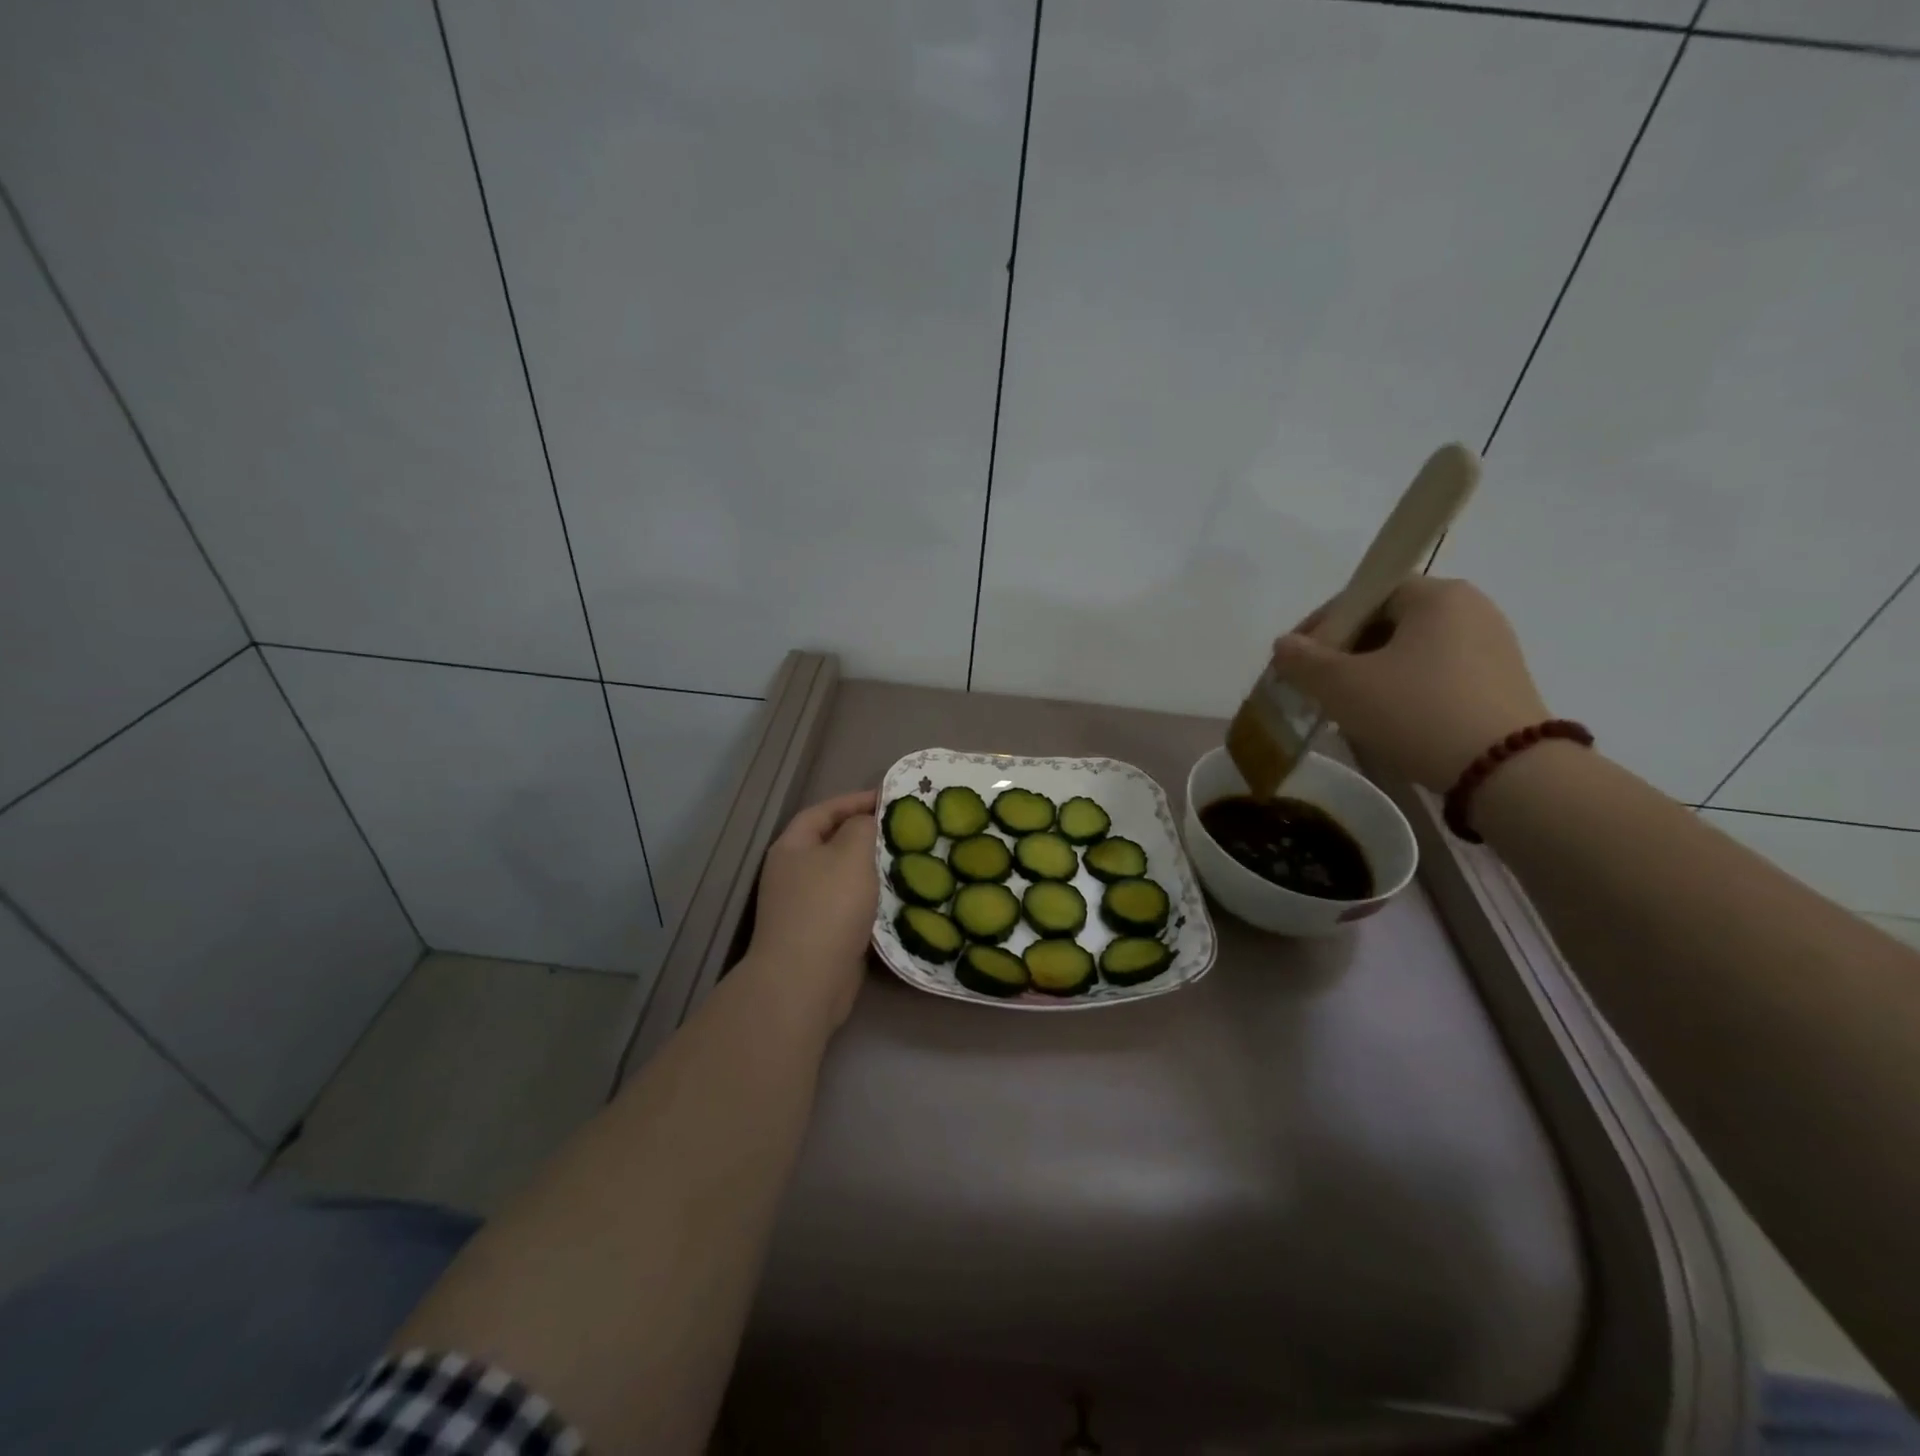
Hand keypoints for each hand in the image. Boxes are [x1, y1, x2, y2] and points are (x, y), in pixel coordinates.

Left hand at [746, 789, 878, 1029]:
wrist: (806, 981)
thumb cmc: (828, 907)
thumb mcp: (851, 854)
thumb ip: (862, 827)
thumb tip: (866, 820)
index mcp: (792, 847)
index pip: (824, 811)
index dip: (855, 800)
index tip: (890, 798)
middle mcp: (792, 873)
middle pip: (832, 843)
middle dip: (866, 835)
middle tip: (902, 829)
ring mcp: (804, 906)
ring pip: (843, 877)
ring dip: (871, 869)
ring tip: (906, 860)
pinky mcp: (820, 935)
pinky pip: (849, 906)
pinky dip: (871, 899)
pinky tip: (897, 898)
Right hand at [1271, 577, 1549, 791]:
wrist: (1508, 774)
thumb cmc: (1417, 712)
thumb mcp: (1343, 686)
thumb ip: (1303, 660)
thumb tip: (1283, 645)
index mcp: (1437, 595)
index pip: (1365, 592)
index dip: (1322, 623)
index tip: (1297, 658)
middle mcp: (1470, 608)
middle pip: (1387, 620)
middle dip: (1344, 650)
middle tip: (1317, 685)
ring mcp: (1491, 646)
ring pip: (1409, 650)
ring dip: (1370, 672)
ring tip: (1346, 707)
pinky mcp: (1500, 682)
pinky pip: (1434, 673)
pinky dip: (1402, 688)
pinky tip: (1386, 718)